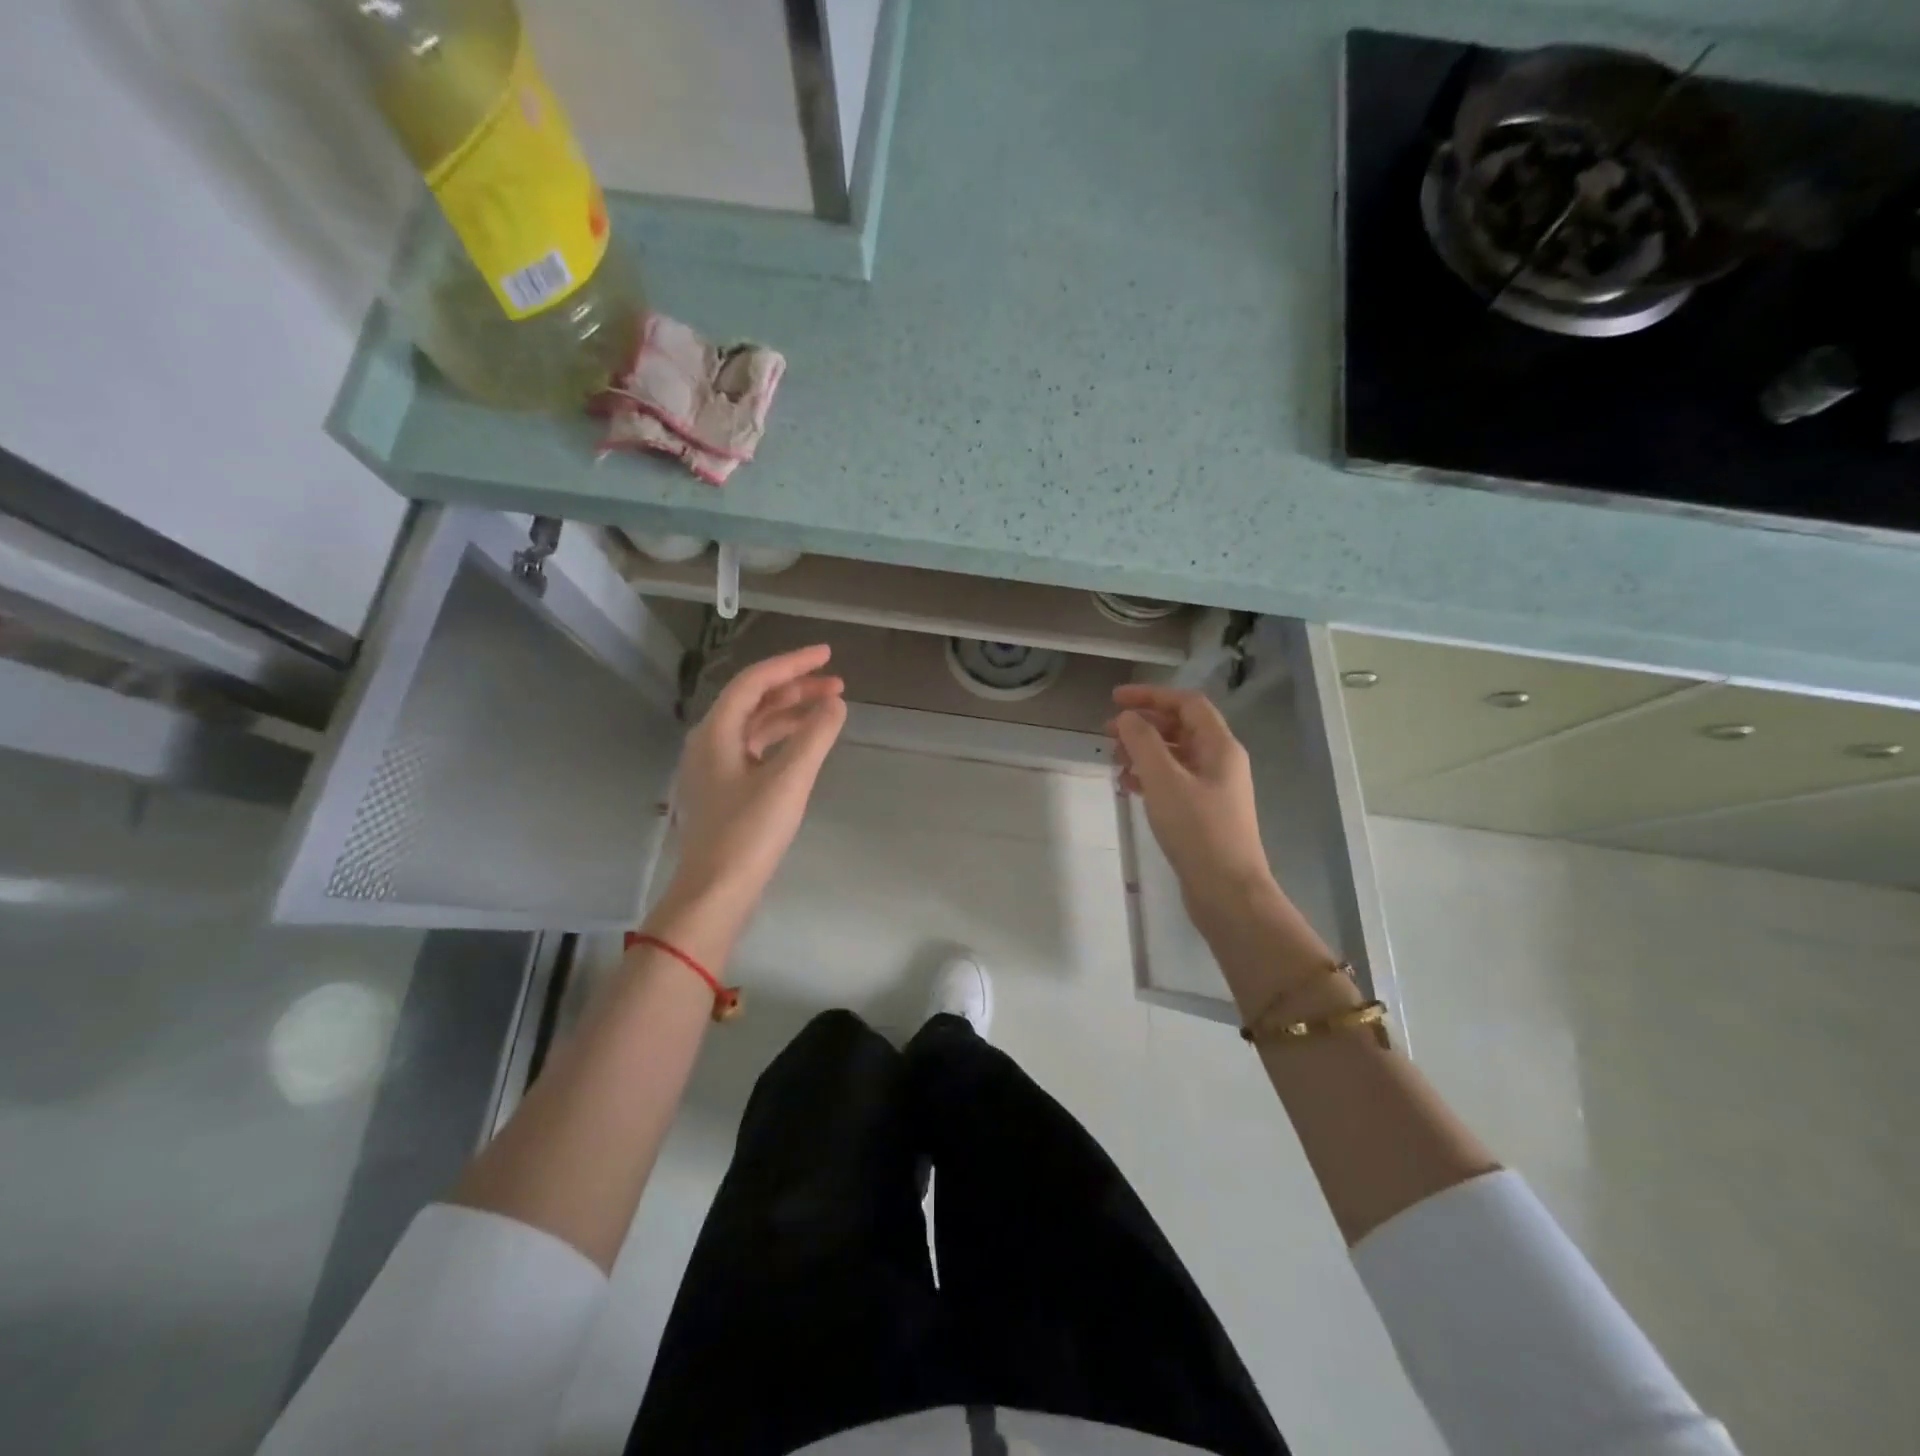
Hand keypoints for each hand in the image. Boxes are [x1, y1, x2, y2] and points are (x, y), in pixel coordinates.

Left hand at [649, 644, 846, 960]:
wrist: (715, 892)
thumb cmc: (749, 832)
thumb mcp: (788, 780)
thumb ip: (815, 736)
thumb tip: (836, 704)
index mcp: (716, 732)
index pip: (755, 681)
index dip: (792, 664)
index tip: (828, 655)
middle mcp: (710, 742)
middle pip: (754, 700)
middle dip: (796, 688)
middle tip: (838, 684)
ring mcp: (714, 768)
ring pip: (756, 726)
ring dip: (791, 713)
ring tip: (829, 710)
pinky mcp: (724, 791)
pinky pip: (756, 749)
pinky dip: (783, 739)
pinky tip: (805, 745)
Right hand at [1108, 684, 1274, 909]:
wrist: (1227, 891)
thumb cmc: (1197, 830)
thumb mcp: (1164, 780)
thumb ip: (1143, 742)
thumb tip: (1127, 717)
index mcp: (1220, 746)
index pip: (1186, 703)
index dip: (1151, 695)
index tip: (1114, 700)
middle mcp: (1221, 761)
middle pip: (1180, 727)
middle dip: (1143, 724)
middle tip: (1108, 732)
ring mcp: (1214, 788)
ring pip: (1175, 755)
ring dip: (1143, 751)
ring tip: (1114, 761)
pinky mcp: (1204, 812)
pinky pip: (1174, 781)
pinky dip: (1150, 777)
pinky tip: (1128, 787)